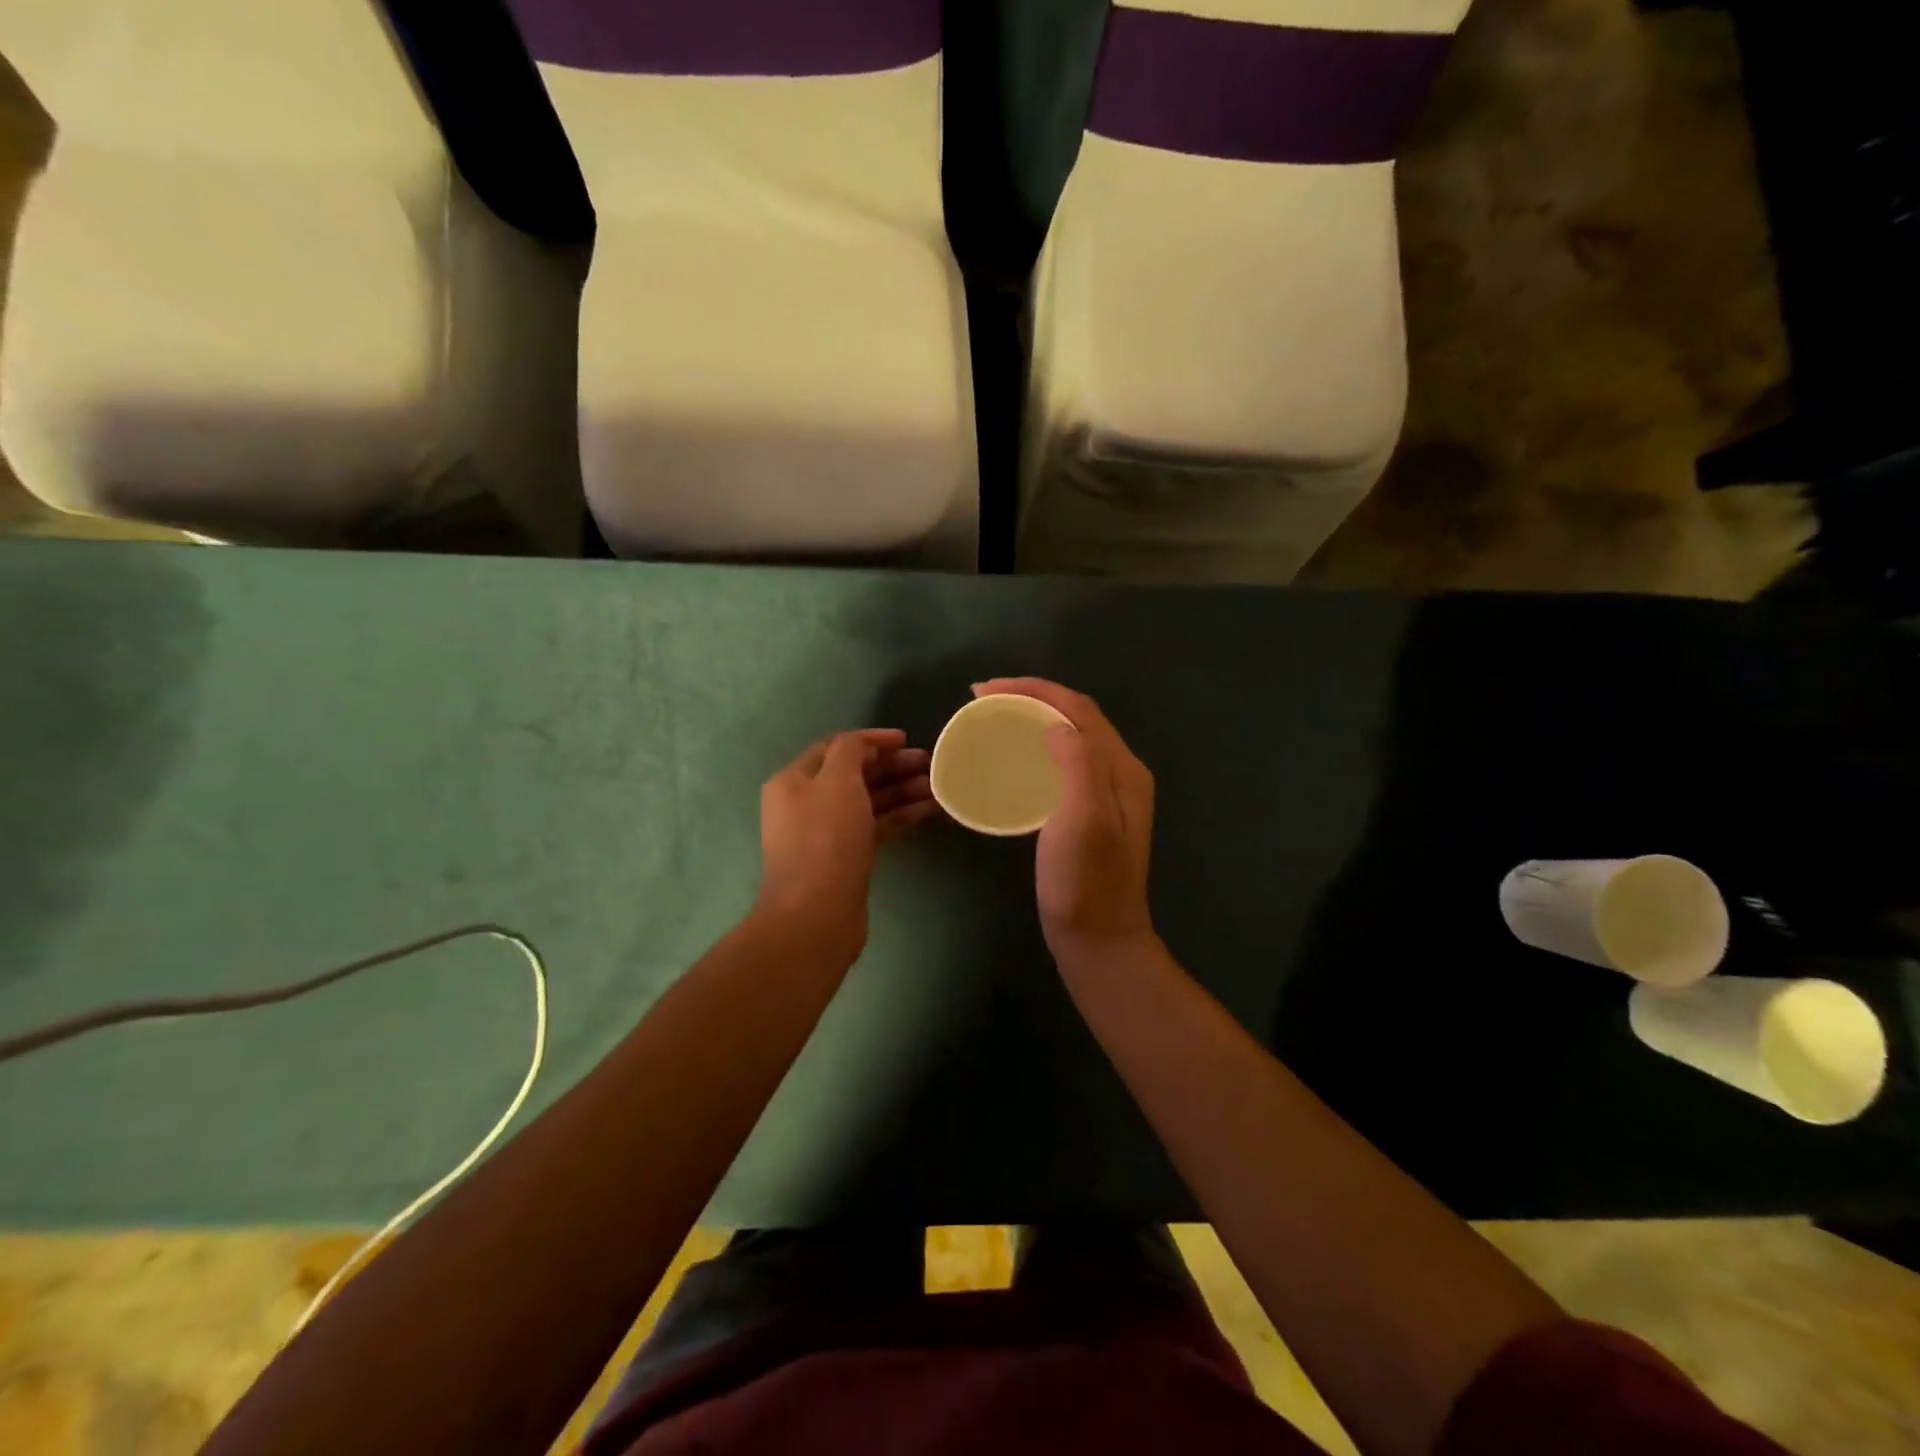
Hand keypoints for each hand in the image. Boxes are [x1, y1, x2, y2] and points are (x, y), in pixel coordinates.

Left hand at [755, 728, 937, 957]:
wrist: (817, 915)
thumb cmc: (826, 839)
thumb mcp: (837, 781)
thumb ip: (851, 752)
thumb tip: (864, 746)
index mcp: (794, 780)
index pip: (835, 747)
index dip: (871, 740)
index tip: (906, 740)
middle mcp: (806, 803)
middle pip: (854, 774)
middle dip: (892, 766)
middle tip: (930, 763)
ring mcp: (826, 833)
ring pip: (868, 801)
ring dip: (902, 790)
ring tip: (938, 786)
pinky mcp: (846, 858)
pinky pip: (876, 826)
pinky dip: (900, 815)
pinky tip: (930, 810)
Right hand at [972, 680, 1156, 963]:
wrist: (1099, 940)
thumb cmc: (1087, 882)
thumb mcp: (1084, 818)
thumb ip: (1077, 762)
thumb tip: (1053, 721)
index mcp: (1121, 768)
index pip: (1077, 708)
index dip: (1032, 689)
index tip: (984, 690)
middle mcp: (1118, 772)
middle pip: (1075, 716)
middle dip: (1030, 697)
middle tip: (983, 700)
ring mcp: (1105, 793)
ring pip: (1068, 737)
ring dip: (1031, 718)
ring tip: (993, 719)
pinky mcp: (1088, 812)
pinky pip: (1061, 762)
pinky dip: (1034, 747)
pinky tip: (1012, 759)